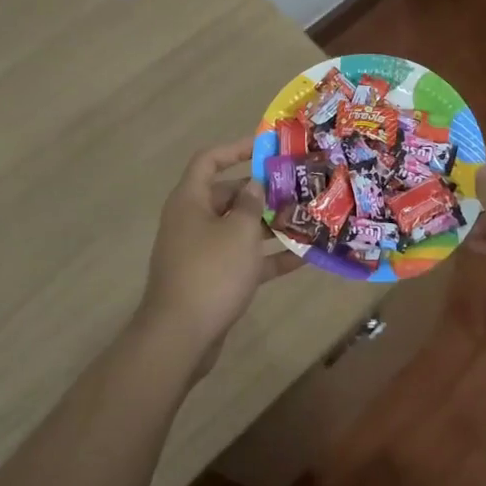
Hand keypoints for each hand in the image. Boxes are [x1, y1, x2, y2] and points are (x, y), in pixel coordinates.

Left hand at [135, 137, 301, 377]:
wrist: (179, 338)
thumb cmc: (210, 272)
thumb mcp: (239, 232)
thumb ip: (251, 203)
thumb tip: (255, 184)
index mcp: (190, 201)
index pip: (209, 160)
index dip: (236, 148)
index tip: (266, 147)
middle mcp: (193, 221)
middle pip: (228, 194)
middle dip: (261, 191)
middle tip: (295, 187)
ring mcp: (201, 252)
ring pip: (238, 229)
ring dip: (269, 225)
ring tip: (305, 219)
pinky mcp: (212, 280)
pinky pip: (243, 260)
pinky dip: (268, 257)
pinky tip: (303, 259)